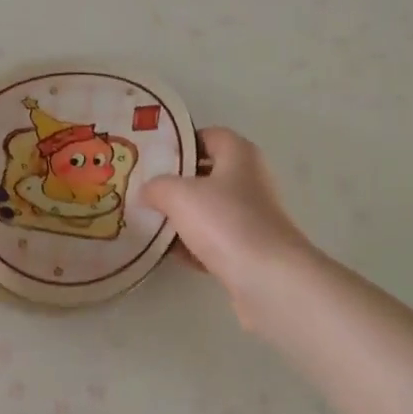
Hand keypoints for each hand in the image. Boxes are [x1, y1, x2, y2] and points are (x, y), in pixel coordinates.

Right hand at [141, 128, 313, 298]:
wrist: (268, 279)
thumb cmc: (225, 221)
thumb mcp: (178, 194)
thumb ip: (157, 186)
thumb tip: (147, 191)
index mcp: (240, 155)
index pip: (209, 135)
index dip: (181, 142)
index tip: (153, 154)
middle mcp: (251, 180)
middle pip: (207, 174)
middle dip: (177, 182)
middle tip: (144, 189)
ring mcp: (253, 217)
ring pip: (210, 210)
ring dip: (182, 217)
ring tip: (149, 221)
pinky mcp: (250, 250)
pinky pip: (215, 240)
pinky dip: (194, 245)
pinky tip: (169, 253)